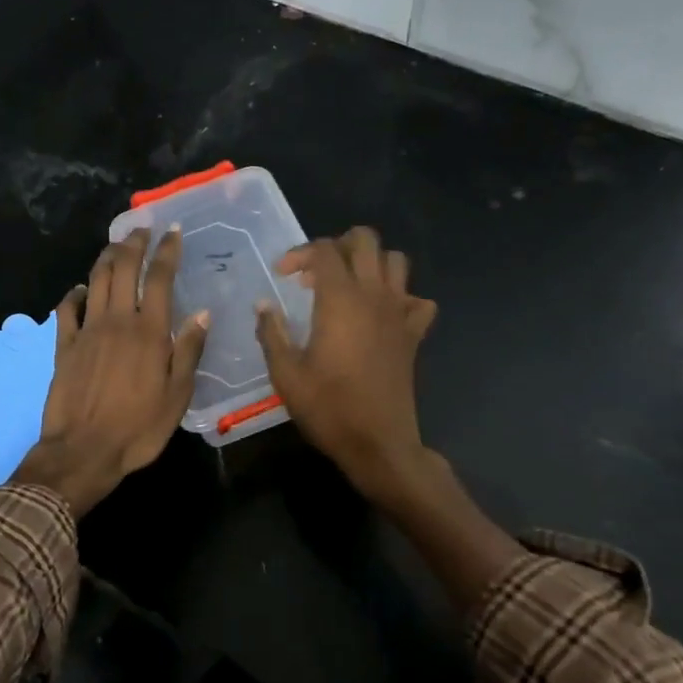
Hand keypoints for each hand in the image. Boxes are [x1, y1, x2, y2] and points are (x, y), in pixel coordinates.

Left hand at [12, 227, 209, 516]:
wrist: (83, 450)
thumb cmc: (137, 428)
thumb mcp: (177, 396)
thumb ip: (188, 352)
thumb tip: (202, 314)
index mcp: (149, 332)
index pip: (160, 279)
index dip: (167, 252)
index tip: (173, 232)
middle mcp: (117, 321)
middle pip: (123, 269)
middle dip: (134, 244)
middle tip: (142, 229)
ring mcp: (87, 331)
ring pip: (95, 280)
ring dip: (106, 258)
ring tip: (116, 245)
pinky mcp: (64, 346)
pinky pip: (67, 309)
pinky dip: (75, 293)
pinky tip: (81, 289)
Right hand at [256, 227, 438, 503]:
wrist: (378, 442)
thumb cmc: (328, 408)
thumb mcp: (286, 374)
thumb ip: (272, 333)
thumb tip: (263, 305)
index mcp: (340, 300)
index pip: (324, 250)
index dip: (299, 254)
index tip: (282, 276)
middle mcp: (374, 296)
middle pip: (366, 240)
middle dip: (338, 245)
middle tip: (317, 272)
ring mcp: (399, 313)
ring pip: (396, 261)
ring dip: (371, 263)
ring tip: (348, 286)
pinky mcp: (414, 335)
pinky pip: (418, 301)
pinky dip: (402, 298)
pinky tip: (382, 315)